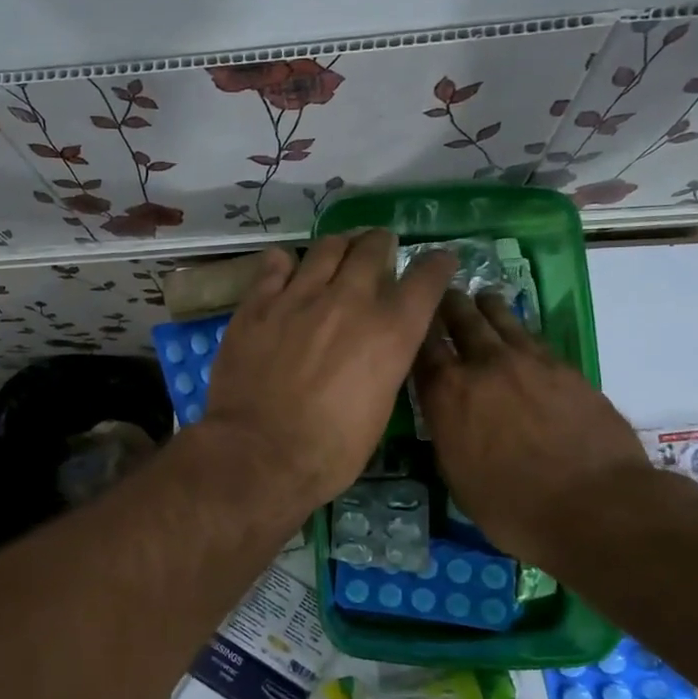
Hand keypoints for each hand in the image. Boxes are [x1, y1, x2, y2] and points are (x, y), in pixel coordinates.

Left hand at [200, 231, 456, 516]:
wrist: (258, 454)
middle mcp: (349, 301)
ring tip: (339, 251)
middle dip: (382, 244)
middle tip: (379, 249)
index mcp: (390, 332)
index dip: (437, 264)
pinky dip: (286, 263)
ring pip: (327, 247)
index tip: (440, 260)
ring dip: (340, 246)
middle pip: (373, 247)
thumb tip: (381, 347)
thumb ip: (385, 364)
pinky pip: (275, 264)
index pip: (426, 278)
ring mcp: (300, 297)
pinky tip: (286, 269)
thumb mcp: (380, 410)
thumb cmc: (328, 451)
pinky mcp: (258, 304)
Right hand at [412, 289, 647, 562]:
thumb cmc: (514, 509)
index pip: (421, 346)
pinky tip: (518, 331)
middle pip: (460, 319)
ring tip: (481, 298)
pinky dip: (518, 328)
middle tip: (444, 296)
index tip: (411, 318)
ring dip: (485, 306)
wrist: (597, 507)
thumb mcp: (457, 477)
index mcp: (447, 395)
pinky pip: (533, 336)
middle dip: (448, 305)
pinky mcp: (565, 367)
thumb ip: (447, 433)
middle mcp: (483, 366)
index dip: (414, 327)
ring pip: (500, 318)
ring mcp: (528, 361)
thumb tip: (446, 415)